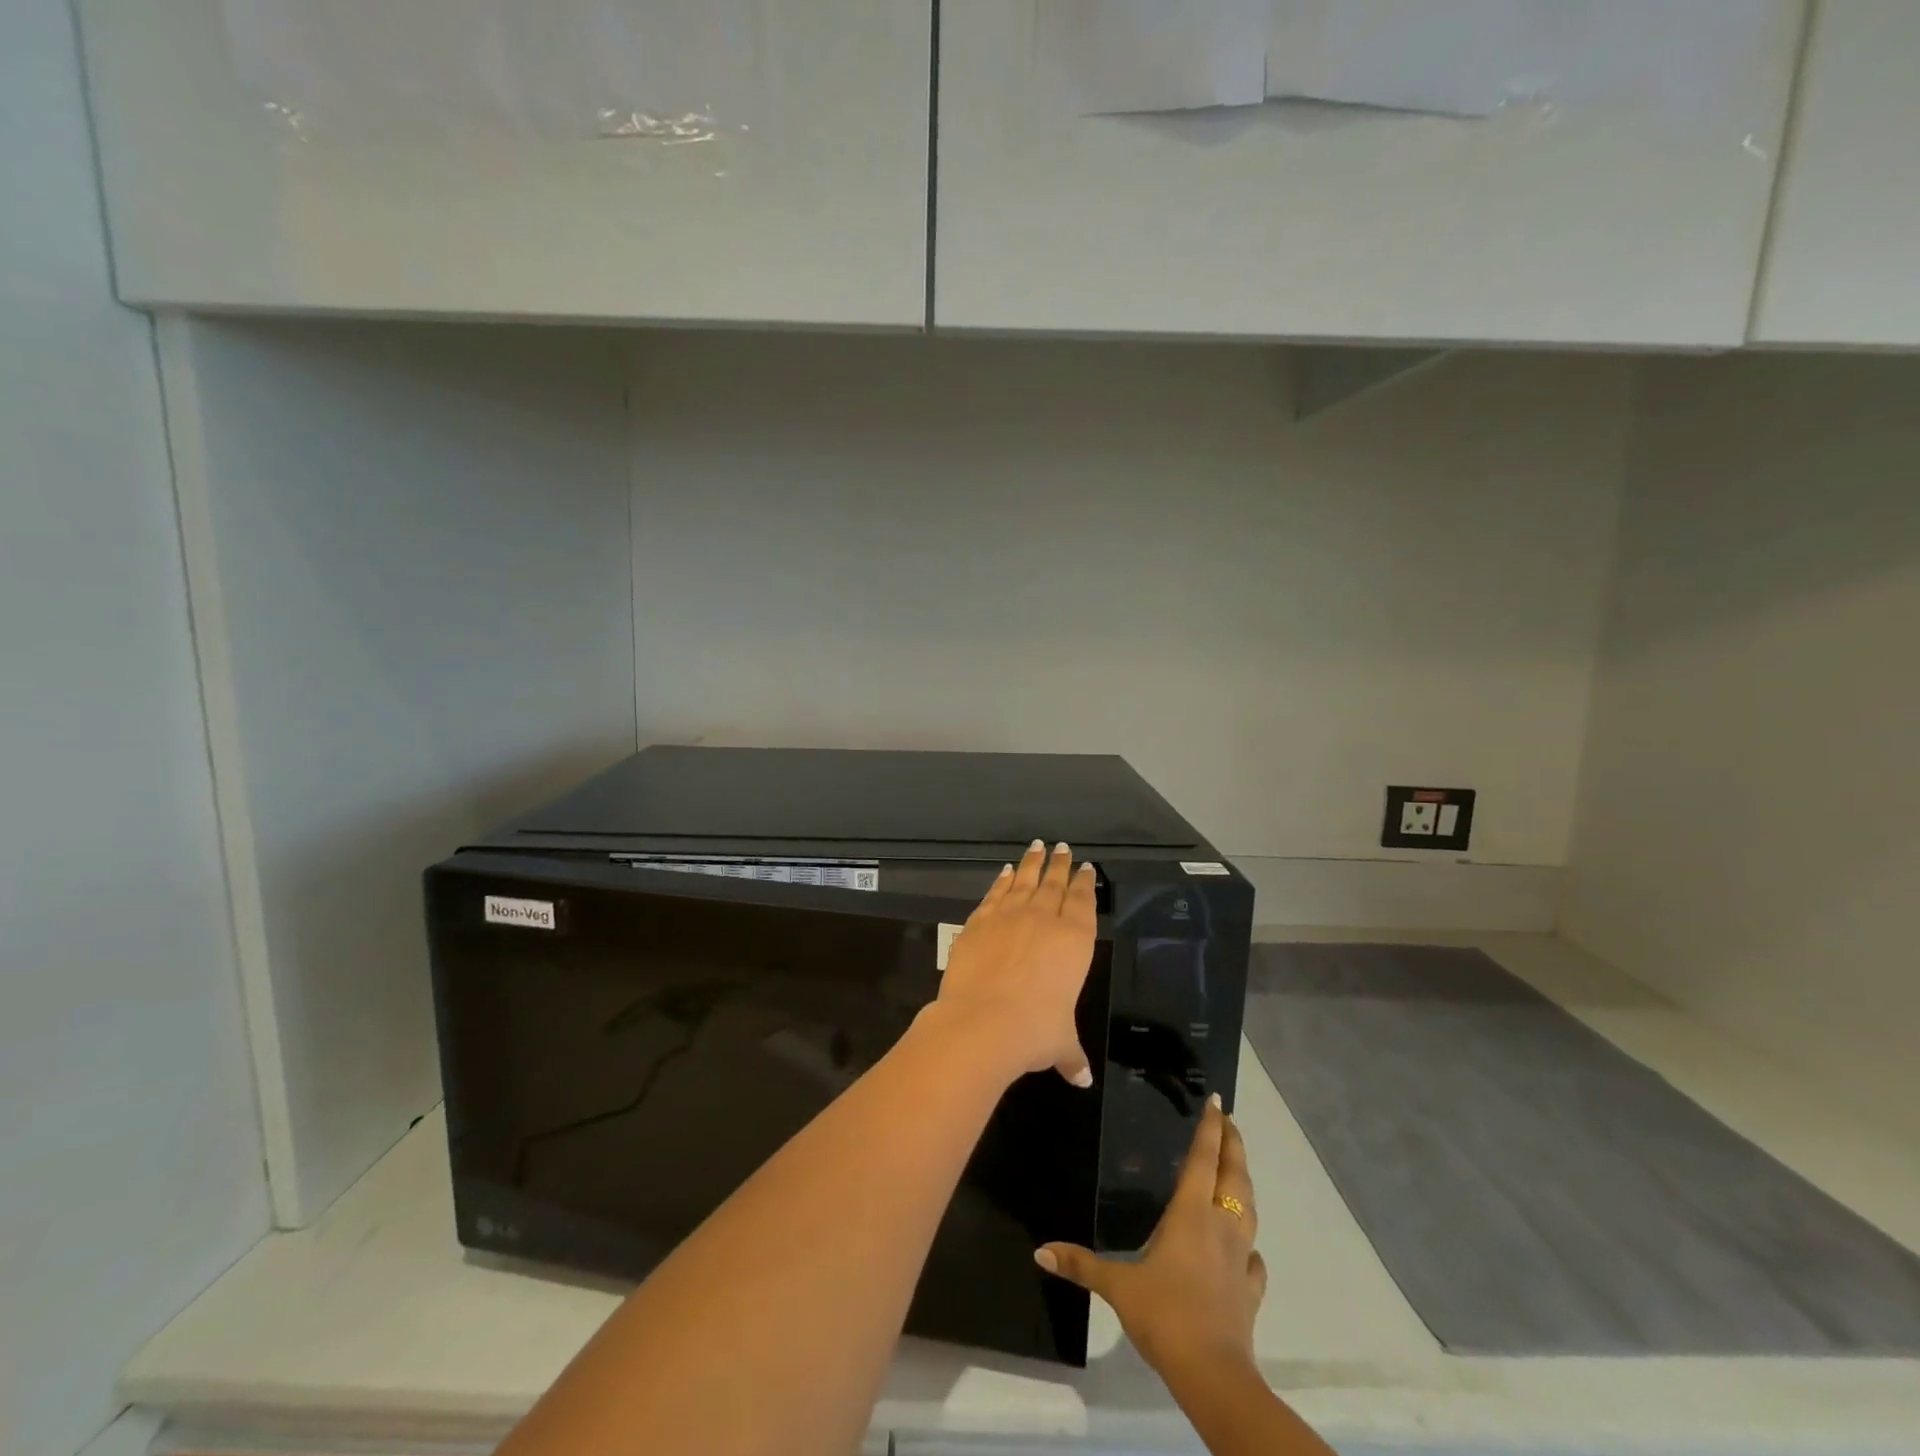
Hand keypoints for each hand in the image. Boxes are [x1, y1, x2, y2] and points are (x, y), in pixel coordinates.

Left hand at [931, 840, 1096, 1088]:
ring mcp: (1009, 916)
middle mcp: (1044, 920)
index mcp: (1074, 941)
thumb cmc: (1034, 1031)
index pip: (1083, 903)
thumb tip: (1082, 1079)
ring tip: (1037, 847)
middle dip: (1060, 865)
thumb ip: (1071, 1055)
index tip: (1085, 867)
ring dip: (1032, 864)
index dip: (1084, 883)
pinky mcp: (979, 921)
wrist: (982, 1021)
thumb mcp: (1060, 1043)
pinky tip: (1004, 872)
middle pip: (1054, 884)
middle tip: (1062, 847)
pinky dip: (1001, 881)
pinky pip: (995, 894)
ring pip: (1024, 881)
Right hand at [1036, 1096, 1264, 1377]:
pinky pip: (1255, 1260)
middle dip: (1233, 1145)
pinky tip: (1247, 1249)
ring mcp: (1240, 1258)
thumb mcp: (1117, 1286)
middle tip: (1230, 1122)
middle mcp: (1220, 1226)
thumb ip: (1081, 1264)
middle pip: (1233, 1175)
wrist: (1212, 1373)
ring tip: (1237, 1170)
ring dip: (1244, 1184)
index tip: (1217, 1102)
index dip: (1210, 1129)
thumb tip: (1040, 1251)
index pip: (1203, 1159)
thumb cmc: (1164, 1314)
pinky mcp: (1250, 1290)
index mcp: (1191, 1213)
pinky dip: (1251, 1247)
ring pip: (1249, 1209)